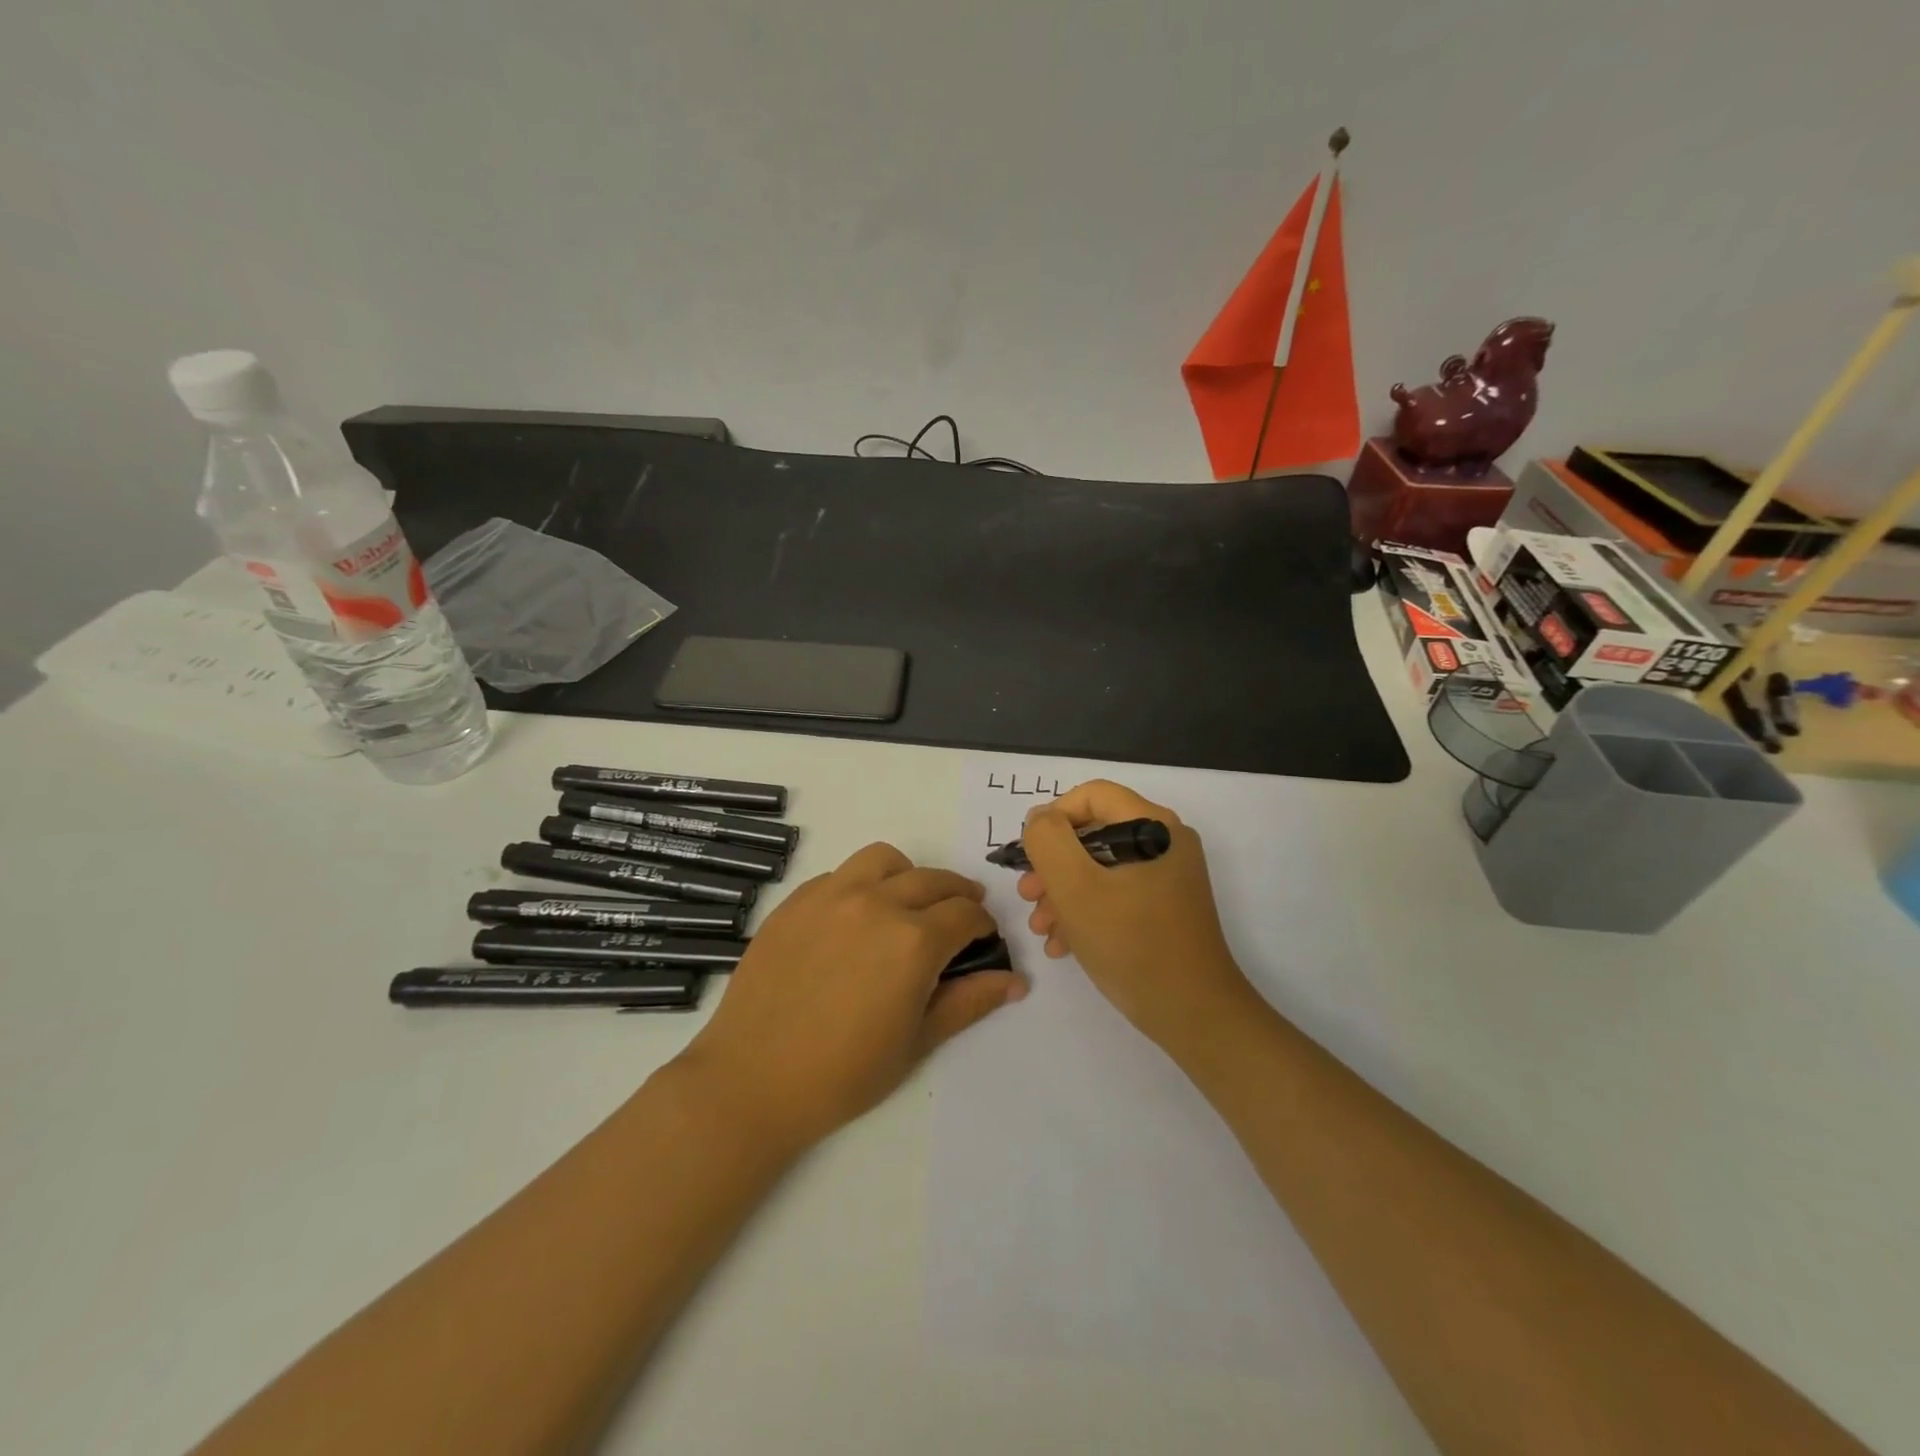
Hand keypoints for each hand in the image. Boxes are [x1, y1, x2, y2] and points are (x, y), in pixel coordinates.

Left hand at [675, 843, 1025, 1150]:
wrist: (751, 1080)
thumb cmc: (843, 1073)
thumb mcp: (917, 1042)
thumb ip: (969, 1002)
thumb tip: (1015, 981)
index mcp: (913, 940)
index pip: (966, 915)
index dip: (983, 927)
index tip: (983, 941)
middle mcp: (876, 903)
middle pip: (933, 880)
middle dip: (957, 896)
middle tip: (960, 918)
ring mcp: (831, 895)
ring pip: (884, 860)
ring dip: (908, 875)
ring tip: (908, 904)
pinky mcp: (796, 901)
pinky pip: (840, 874)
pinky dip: (861, 885)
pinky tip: (855, 919)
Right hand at [1018, 780, 1252, 1053]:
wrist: (1194, 1015)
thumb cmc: (1132, 944)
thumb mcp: (1076, 887)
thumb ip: (1049, 841)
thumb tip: (1040, 818)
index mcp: (1153, 826)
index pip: (1092, 795)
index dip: (1053, 817)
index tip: (1030, 855)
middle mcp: (1165, 842)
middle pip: (1094, 833)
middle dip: (1053, 864)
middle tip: (1028, 895)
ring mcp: (1168, 877)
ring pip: (1101, 867)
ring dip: (1063, 892)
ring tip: (1041, 928)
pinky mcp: (1165, 908)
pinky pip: (1117, 893)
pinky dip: (1086, 911)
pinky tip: (1063, 944)